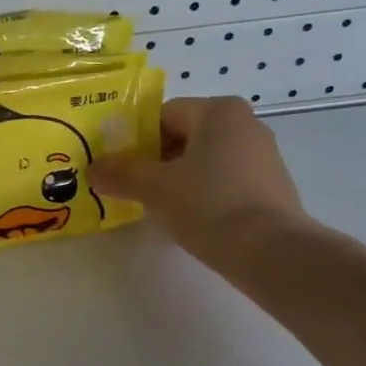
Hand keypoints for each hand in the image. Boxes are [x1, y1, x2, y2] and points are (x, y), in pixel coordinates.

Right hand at [89, 96, 310, 269]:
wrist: (272, 254)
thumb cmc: (209, 206)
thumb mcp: (154, 188)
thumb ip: (120, 173)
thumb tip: (93, 169)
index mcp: (218, 111)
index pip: (162, 115)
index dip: (134, 140)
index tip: (118, 168)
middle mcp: (245, 124)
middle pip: (184, 136)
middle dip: (155, 160)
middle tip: (132, 188)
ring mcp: (263, 156)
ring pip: (204, 160)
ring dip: (178, 178)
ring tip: (158, 207)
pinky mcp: (271, 188)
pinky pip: (224, 181)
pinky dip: (203, 194)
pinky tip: (190, 219)